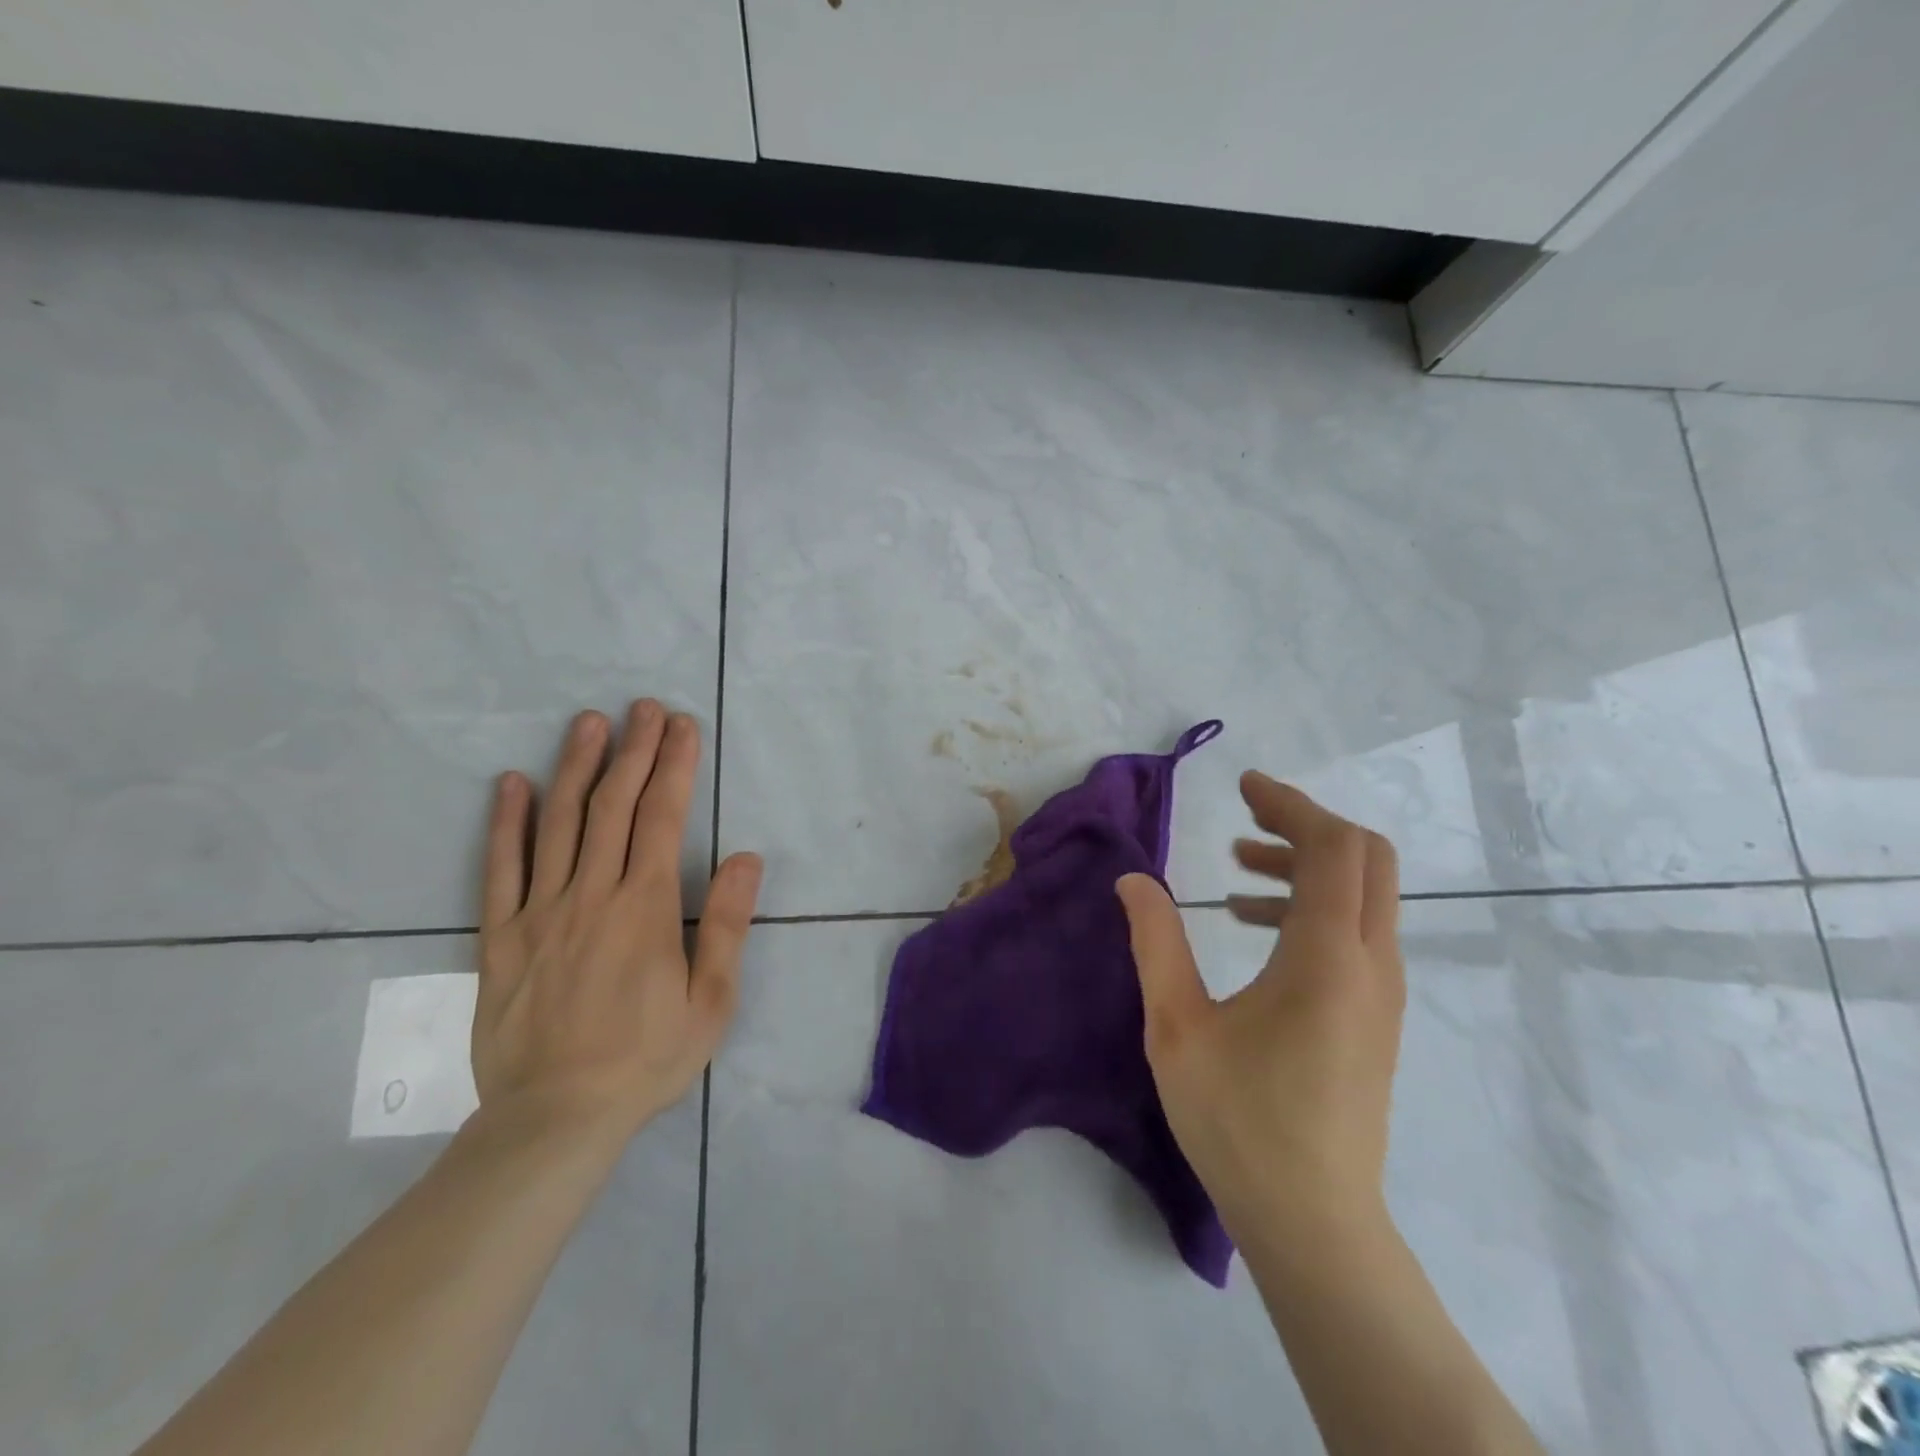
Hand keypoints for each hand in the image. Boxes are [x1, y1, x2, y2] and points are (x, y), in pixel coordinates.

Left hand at [473, 701, 762, 1141]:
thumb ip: (725, 924)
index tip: (682, 727)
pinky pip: (499, 869)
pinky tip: (512, 784)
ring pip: (558, 823)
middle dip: (633, 751)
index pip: (662, 818)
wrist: (555, 1118)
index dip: (674, 767)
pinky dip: (507, 822)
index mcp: (645, 907)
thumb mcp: (711, 1000)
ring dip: (576, 767)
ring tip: (589, 723)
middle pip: (613, 806)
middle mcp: (591, 895)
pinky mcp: (500, 936)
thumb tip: (745, 858)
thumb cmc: (647, 1058)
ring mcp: (539, 912)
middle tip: (644, 708)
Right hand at [1116, 773, 1402, 1247]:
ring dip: (1307, 864)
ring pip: (1364, 894)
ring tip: (1239, 867)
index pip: (1333, 848)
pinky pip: (1356, 930)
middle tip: (1246, 818)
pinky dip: (1313, 904)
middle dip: (1306, 824)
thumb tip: (1134, 880)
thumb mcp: (1177, 1026)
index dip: (1291, 804)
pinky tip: (1255, 925)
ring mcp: (1381, 992)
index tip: (1244, 786)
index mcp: (1325, 958)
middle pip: (1366, 858)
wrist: (1313, 1221)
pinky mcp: (1375, 1015)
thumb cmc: (1238, 1121)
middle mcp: (1369, 964)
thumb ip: (1156, 942)